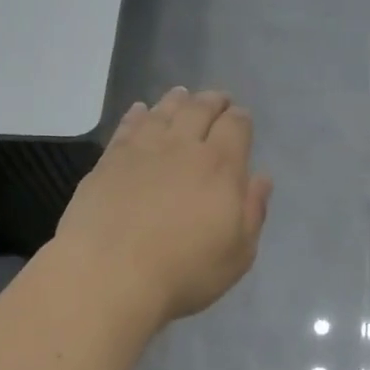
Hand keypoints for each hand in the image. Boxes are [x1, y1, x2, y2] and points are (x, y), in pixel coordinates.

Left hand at [53, 88, 272, 328]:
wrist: (110, 274)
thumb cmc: (183, 271)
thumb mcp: (237, 254)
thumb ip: (252, 212)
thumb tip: (261, 179)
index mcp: (221, 166)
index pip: (236, 126)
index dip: (240, 119)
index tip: (241, 119)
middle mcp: (182, 147)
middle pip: (200, 110)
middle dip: (212, 101)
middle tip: (217, 99)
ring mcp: (142, 150)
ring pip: (163, 112)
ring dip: (177, 101)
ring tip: (182, 95)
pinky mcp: (109, 160)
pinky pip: (128, 126)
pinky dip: (138, 114)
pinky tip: (140, 111)